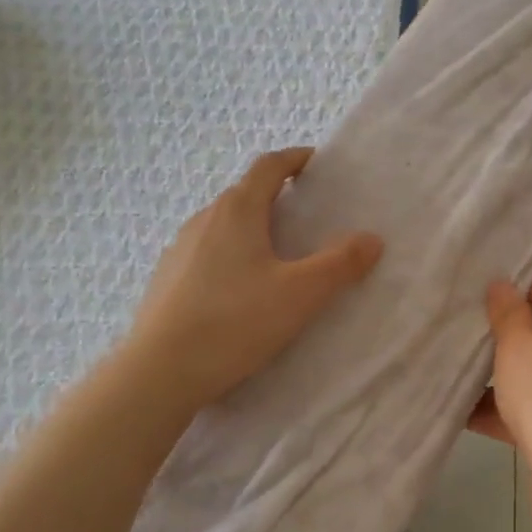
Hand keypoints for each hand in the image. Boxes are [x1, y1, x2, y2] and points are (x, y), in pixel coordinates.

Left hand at [130, 148, 382, 408]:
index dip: (294, 159)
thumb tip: (372, 239)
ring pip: (223, 224)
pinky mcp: (167, 279)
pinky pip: (206, 252)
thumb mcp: (301, 294)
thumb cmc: (235, 322)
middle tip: (306, 216)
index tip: (316, 163)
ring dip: (252, 227)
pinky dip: (230, 254)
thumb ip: (340, 264)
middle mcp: (204, 219)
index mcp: (237, 211)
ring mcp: (179, 249)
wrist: (160, 372)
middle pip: (244, 194)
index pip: (268, 167)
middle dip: (276, 196)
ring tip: (276, 254)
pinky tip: (240, 289)